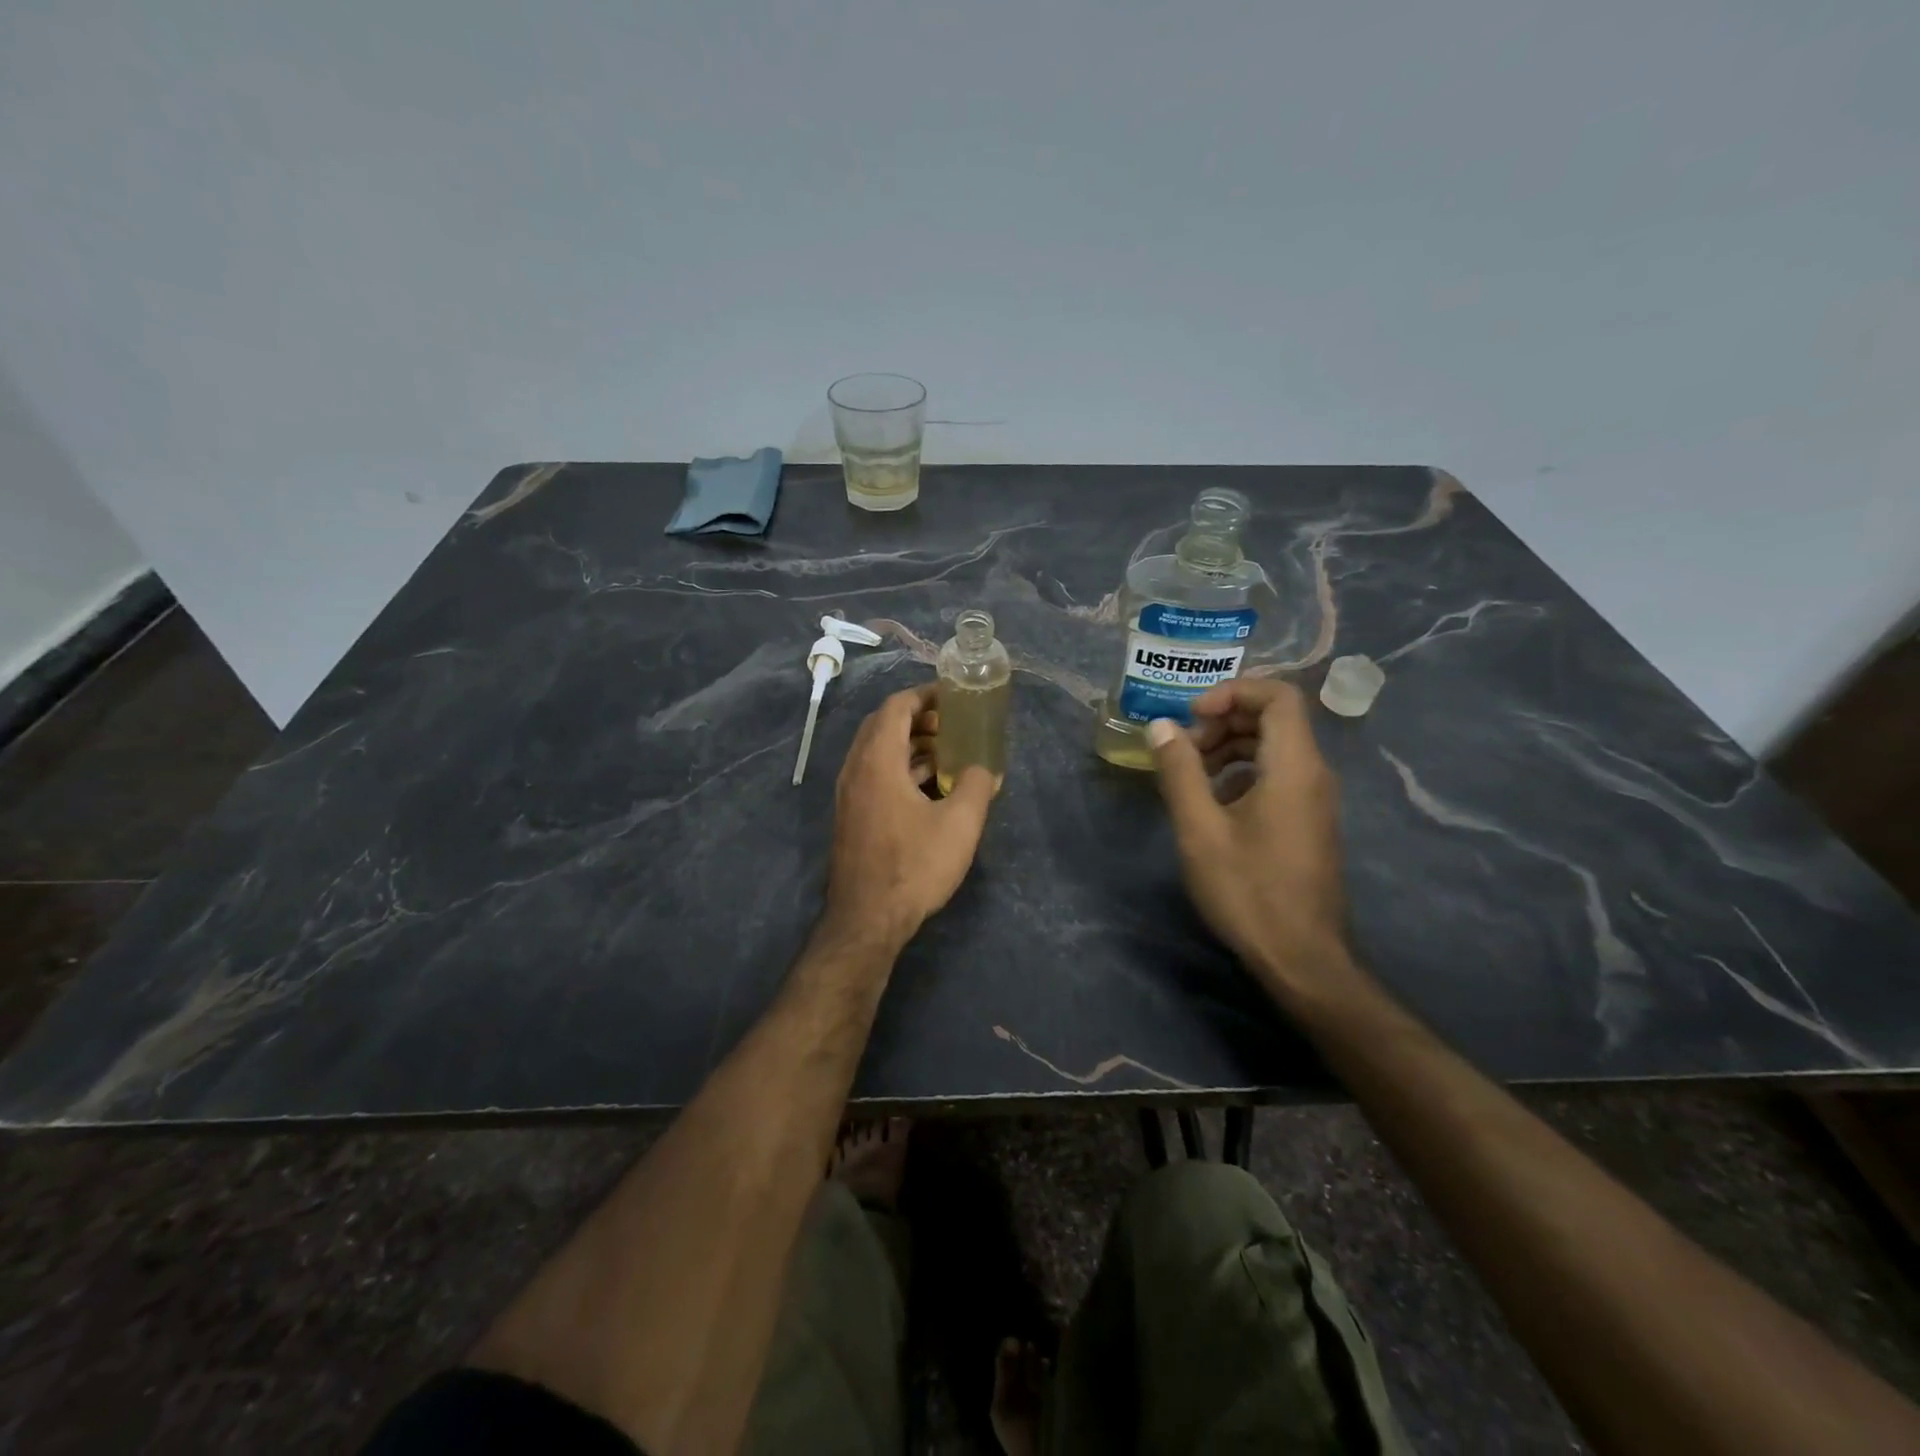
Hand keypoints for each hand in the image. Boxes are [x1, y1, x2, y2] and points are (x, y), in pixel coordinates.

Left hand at [824, 684, 995, 945]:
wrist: (867, 920)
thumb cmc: (914, 866)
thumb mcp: (960, 824)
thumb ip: (978, 786)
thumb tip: (986, 769)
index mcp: (877, 760)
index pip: (896, 707)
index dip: (925, 695)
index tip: (953, 697)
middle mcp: (856, 769)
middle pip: (883, 725)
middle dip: (919, 718)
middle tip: (953, 724)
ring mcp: (850, 794)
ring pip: (878, 752)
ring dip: (911, 745)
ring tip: (948, 753)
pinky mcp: (852, 816)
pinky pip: (875, 775)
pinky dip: (901, 768)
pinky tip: (930, 787)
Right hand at [1147, 678, 1353, 995]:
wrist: (1301, 957)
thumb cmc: (1248, 890)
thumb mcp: (1200, 830)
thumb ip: (1180, 772)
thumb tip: (1162, 726)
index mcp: (1294, 766)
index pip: (1278, 695)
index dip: (1233, 692)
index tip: (1193, 716)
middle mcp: (1314, 774)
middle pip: (1275, 718)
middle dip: (1225, 720)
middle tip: (1185, 748)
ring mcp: (1315, 799)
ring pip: (1276, 747)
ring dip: (1232, 747)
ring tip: (1192, 774)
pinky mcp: (1309, 821)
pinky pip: (1279, 774)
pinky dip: (1244, 772)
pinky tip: (1214, 802)